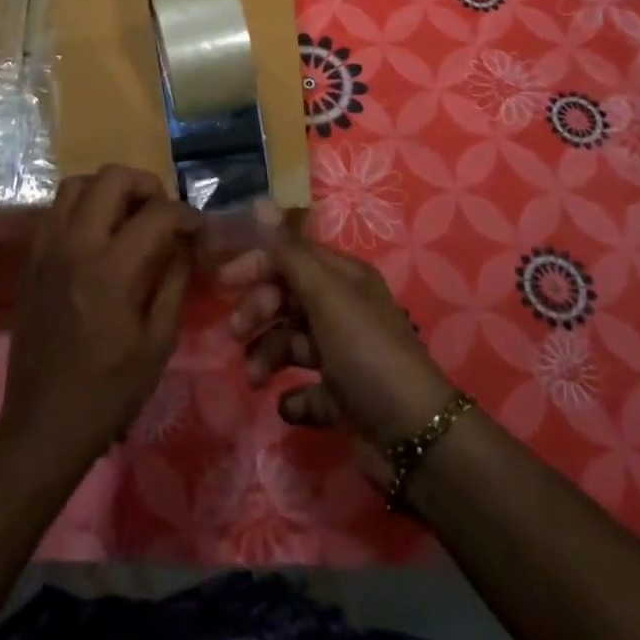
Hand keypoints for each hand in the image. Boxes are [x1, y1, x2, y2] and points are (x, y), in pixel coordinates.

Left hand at [0, 166, 199, 472]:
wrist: (43, 424)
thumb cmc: (109, 391)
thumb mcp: (158, 342)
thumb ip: (174, 282)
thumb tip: (185, 244)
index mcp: (111, 270)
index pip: (156, 213)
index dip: (185, 214)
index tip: (197, 229)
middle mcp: (75, 246)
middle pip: (110, 178)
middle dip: (145, 184)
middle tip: (161, 211)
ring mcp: (47, 249)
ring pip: (76, 184)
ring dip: (108, 189)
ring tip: (128, 215)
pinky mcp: (31, 260)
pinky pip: (55, 210)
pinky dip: (81, 207)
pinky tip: (98, 236)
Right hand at [223, 204, 454, 482]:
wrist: (415, 437)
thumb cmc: (367, 354)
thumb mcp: (328, 297)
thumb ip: (289, 253)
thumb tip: (259, 202)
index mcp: (344, 279)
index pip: (292, 257)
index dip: (258, 264)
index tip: (223, 282)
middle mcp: (343, 310)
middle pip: (287, 299)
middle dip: (258, 312)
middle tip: (237, 334)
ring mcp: (343, 355)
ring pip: (290, 343)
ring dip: (267, 356)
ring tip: (255, 380)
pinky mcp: (343, 398)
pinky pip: (306, 390)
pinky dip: (293, 398)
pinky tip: (289, 406)